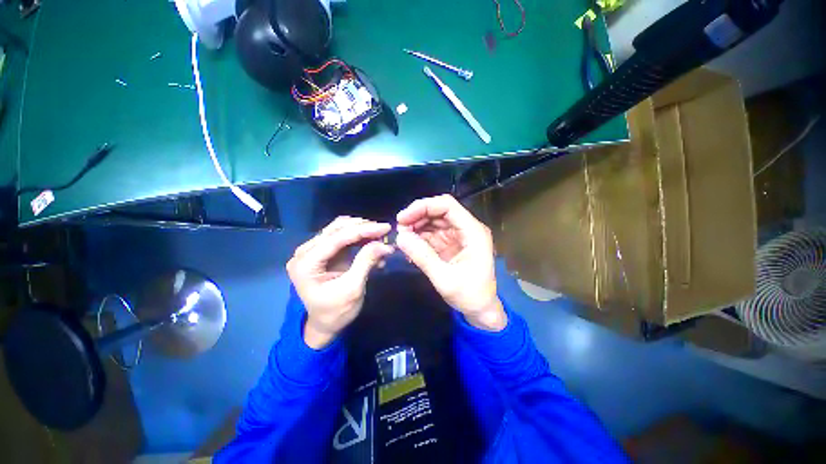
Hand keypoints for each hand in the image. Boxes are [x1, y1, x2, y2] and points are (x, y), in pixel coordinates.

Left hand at [287, 217, 393, 347]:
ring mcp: (313, 251)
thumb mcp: (353, 289)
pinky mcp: (323, 252)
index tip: (385, 227)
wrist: (324, 325)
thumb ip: (366, 262)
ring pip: (340, 229)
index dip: (363, 230)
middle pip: (336, 229)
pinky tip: (373, 244)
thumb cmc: (336, 312)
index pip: (336, 238)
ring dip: (361, 231)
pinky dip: (359, 239)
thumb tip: (384, 244)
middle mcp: (305, 252)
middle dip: (363, 228)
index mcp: (306, 263)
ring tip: (380, 236)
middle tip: (384, 231)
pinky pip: (342, 238)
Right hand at [395, 195, 506, 331]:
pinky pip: (433, 234)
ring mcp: (459, 236)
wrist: (482, 310)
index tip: (403, 218)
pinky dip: (420, 238)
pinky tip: (410, 247)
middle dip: (417, 217)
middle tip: (399, 229)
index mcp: (473, 232)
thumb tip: (400, 237)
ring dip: (416, 227)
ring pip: (434, 221)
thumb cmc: (470, 296)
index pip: (447, 206)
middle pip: (439, 211)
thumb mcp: (444, 278)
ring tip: (402, 238)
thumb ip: (422, 256)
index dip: (423, 206)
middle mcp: (467, 229)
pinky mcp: (452, 244)